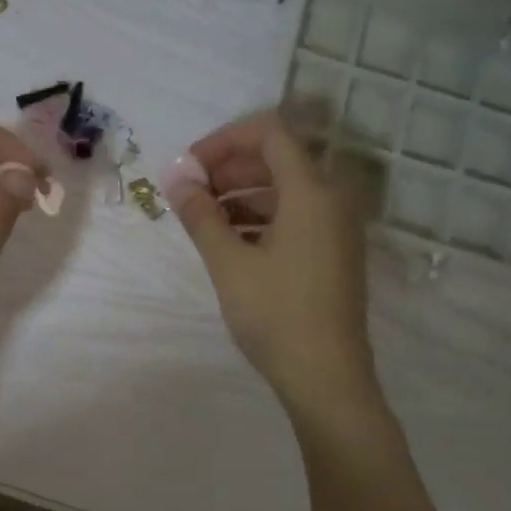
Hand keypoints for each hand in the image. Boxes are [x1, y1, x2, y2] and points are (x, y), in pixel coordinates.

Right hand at [163, 111, 379, 413]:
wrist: (326, 377)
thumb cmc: (276, 315)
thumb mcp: (229, 263)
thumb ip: (200, 214)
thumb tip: (174, 176)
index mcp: (311, 191)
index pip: (269, 132)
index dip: (223, 141)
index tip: (188, 169)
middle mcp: (331, 198)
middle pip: (276, 158)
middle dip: (227, 168)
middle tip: (188, 194)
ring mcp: (335, 226)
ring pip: (282, 189)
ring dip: (239, 194)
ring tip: (202, 221)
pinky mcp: (331, 251)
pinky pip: (292, 215)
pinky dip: (257, 217)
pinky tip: (228, 242)